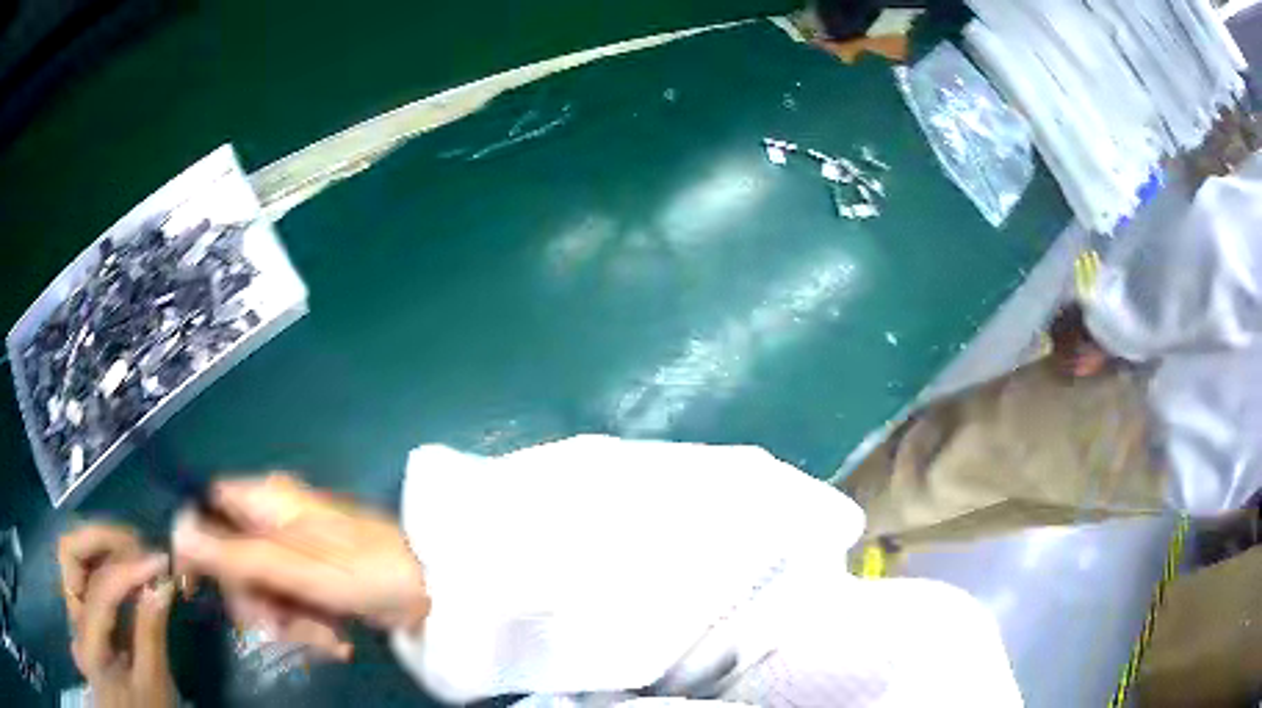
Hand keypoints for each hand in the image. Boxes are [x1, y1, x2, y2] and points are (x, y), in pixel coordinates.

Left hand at [58, 524, 176, 707]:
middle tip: (137, 545)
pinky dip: (100, 558)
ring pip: (72, 553)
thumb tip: (161, 584)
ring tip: (132, 552)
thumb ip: (151, 634)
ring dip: (99, 544)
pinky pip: (82, 569)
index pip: (99, 590)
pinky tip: (124, 568)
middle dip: (101, 539)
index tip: (160, 560)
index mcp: (88, 643)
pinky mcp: (79, 609)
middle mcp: (72, 616)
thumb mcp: (153, 685)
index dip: (128, 569)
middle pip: (69, 552)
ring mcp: (72, 609)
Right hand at [172, 474, 429, 655]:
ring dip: (287, 622)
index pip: (209, 508)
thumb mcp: (290, 566)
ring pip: (264, 589)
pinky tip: (335, 641)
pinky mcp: (318, 578)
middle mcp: (277, 519)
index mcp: (266, 501)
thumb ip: (232, 552)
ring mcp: (298, 550)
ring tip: (323, 638)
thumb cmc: (361, 570)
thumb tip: (178, 531)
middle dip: (253, 601)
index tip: (196, 587)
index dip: (198, 544)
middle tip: (276, 628)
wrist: (434, 589)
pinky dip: (309, 627)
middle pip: (234, 558)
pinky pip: (293, 603)